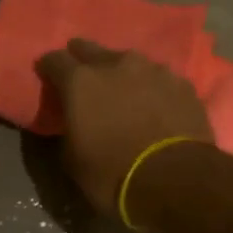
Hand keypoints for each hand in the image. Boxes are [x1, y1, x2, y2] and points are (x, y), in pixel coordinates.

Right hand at [35, 39, 213, 219]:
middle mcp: (116, 64)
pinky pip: (159, 80)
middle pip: (91, 50)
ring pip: (129, 63)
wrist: (176, 182)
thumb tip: (73, 124)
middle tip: (84, 82)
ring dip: (122, 76)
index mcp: (81, 81)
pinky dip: (152, 89)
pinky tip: (155, 107)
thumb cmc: (113, 175)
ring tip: (124, 96)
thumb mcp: (73, 161)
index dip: (48, 69)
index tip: (48, 80)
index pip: (54, 60)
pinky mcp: (183, 84)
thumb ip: (68, 130)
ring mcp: (154, 70)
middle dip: (83, 61)